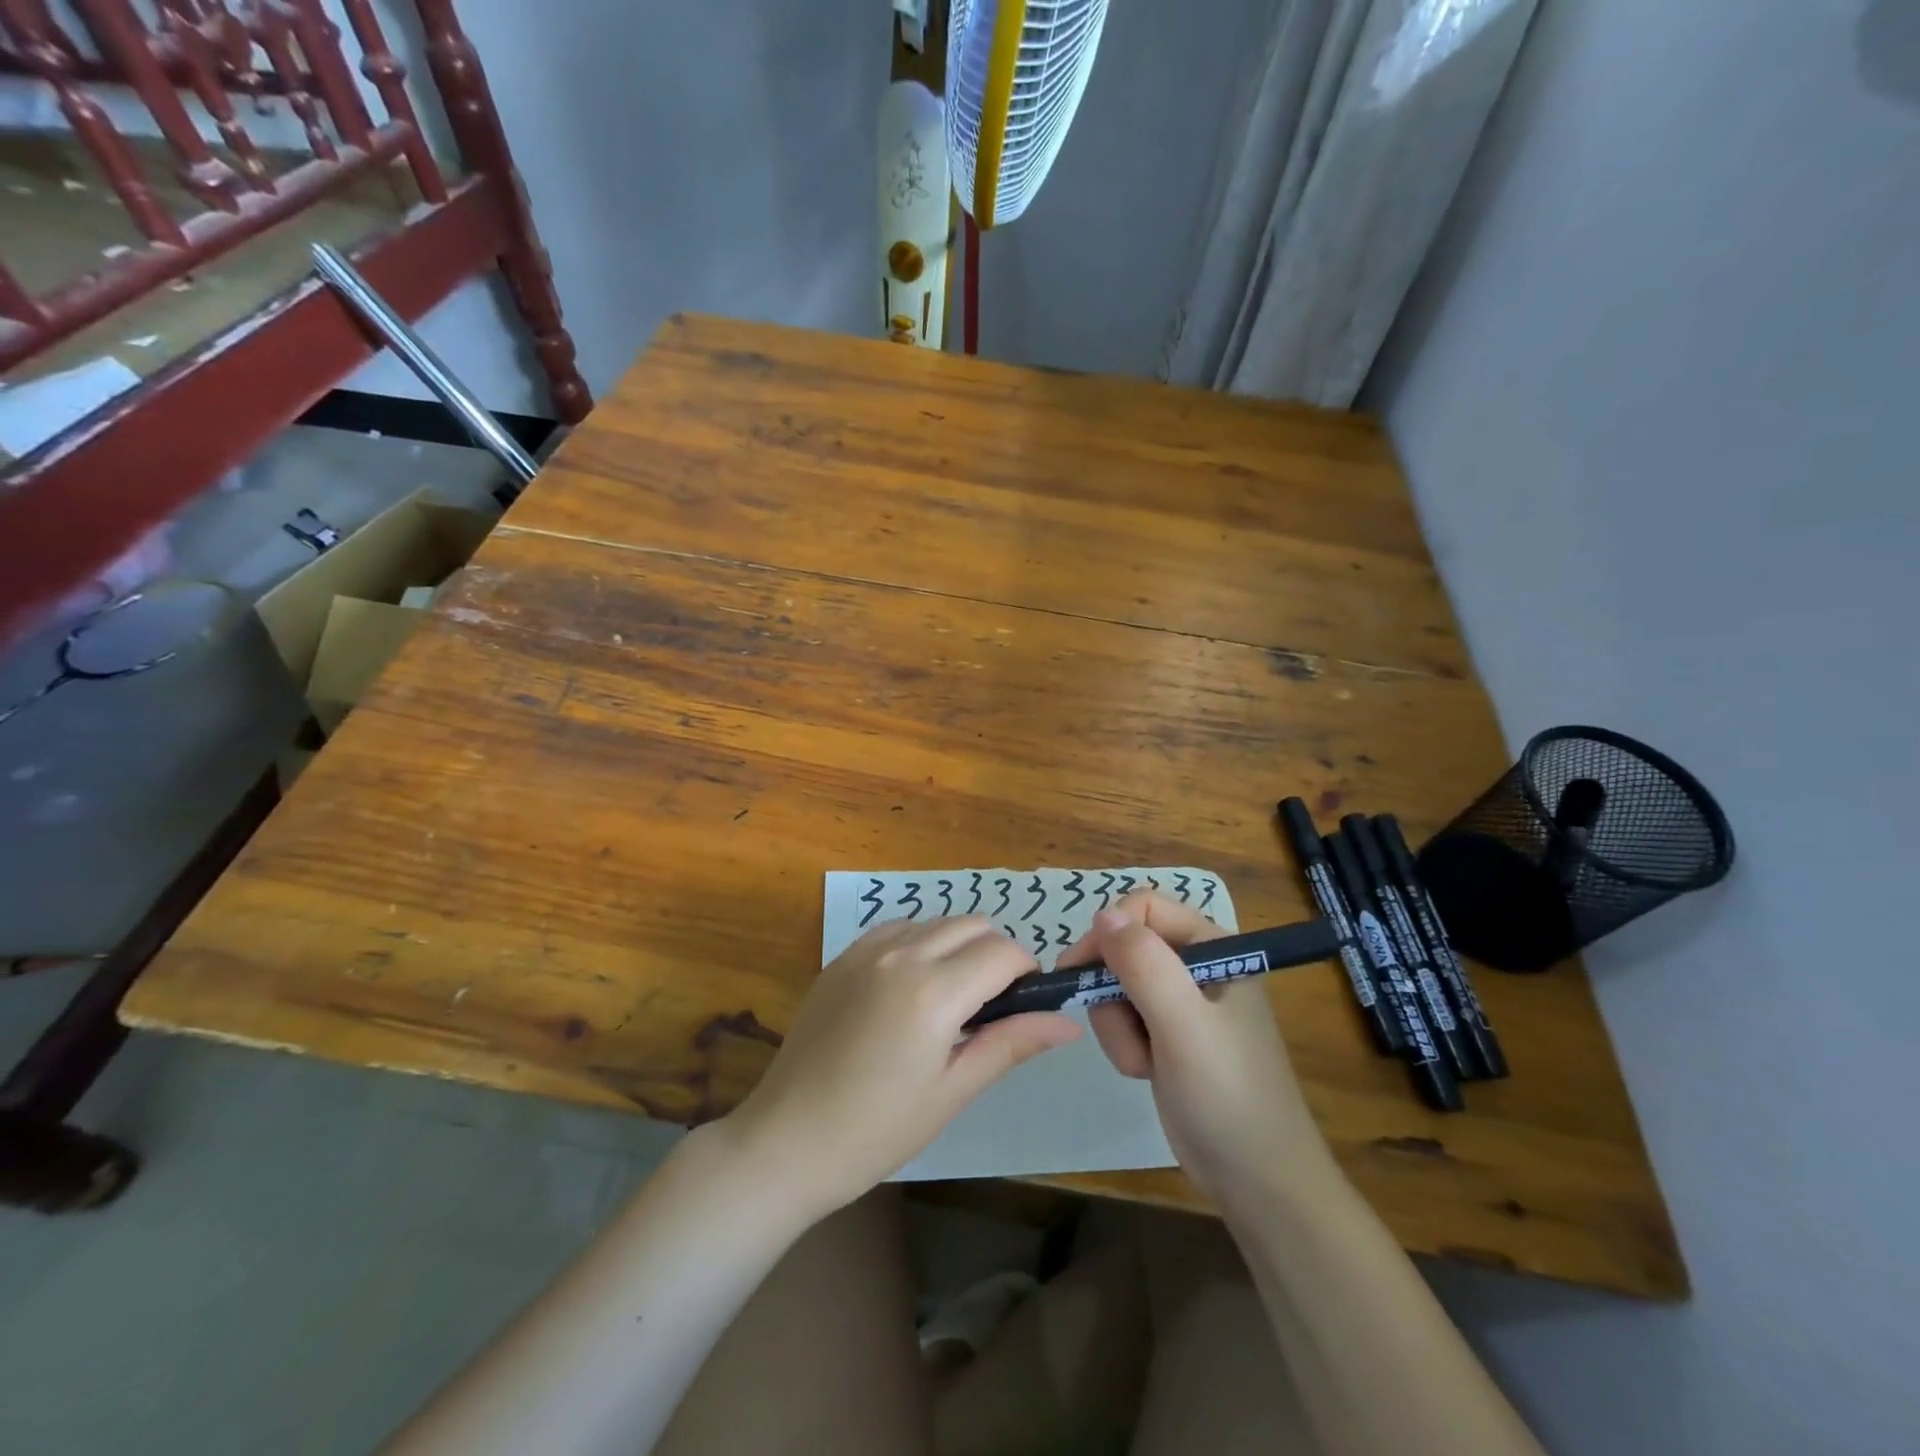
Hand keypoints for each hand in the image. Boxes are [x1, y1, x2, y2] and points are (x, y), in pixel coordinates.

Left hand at [719, 916, 1079, 1219]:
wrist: (787, 1140)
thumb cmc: (876, 1130)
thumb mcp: (952, 1091)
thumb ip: (1011, 1044)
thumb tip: (1068, 1022)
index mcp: (933, 990)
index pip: (1004, 952)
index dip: (1027, 972)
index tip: (1026, 1004)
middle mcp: (902, 954)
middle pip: (973, 925)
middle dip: (997, 954)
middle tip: (993, 1005)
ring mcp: (866, 950)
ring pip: (936, 922)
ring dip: (959, 945)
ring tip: (952, 998)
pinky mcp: (842, 956)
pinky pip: (898, 929)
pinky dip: (920, 943)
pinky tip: (912, 986)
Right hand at [1064, 893, 1326, 1203]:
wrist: (1257, 1181)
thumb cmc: (1227, 1094)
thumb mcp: (1183, 1024)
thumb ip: (1144, 964)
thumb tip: (1102, 914)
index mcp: (1215, 946)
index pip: (1144, 908)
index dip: (1109, 934)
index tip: (1084, 973)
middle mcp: (1198, 965)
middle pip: (1125, 946)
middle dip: (1112, 990)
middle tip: (1119, 1028)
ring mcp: (1182, 1002)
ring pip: (1117, 984)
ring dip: (1117, 1025)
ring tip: (1143, 1062)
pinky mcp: (1168, 1034)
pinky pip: (1124, 1017)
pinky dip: (1124, 1043)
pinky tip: (1146, 1071)